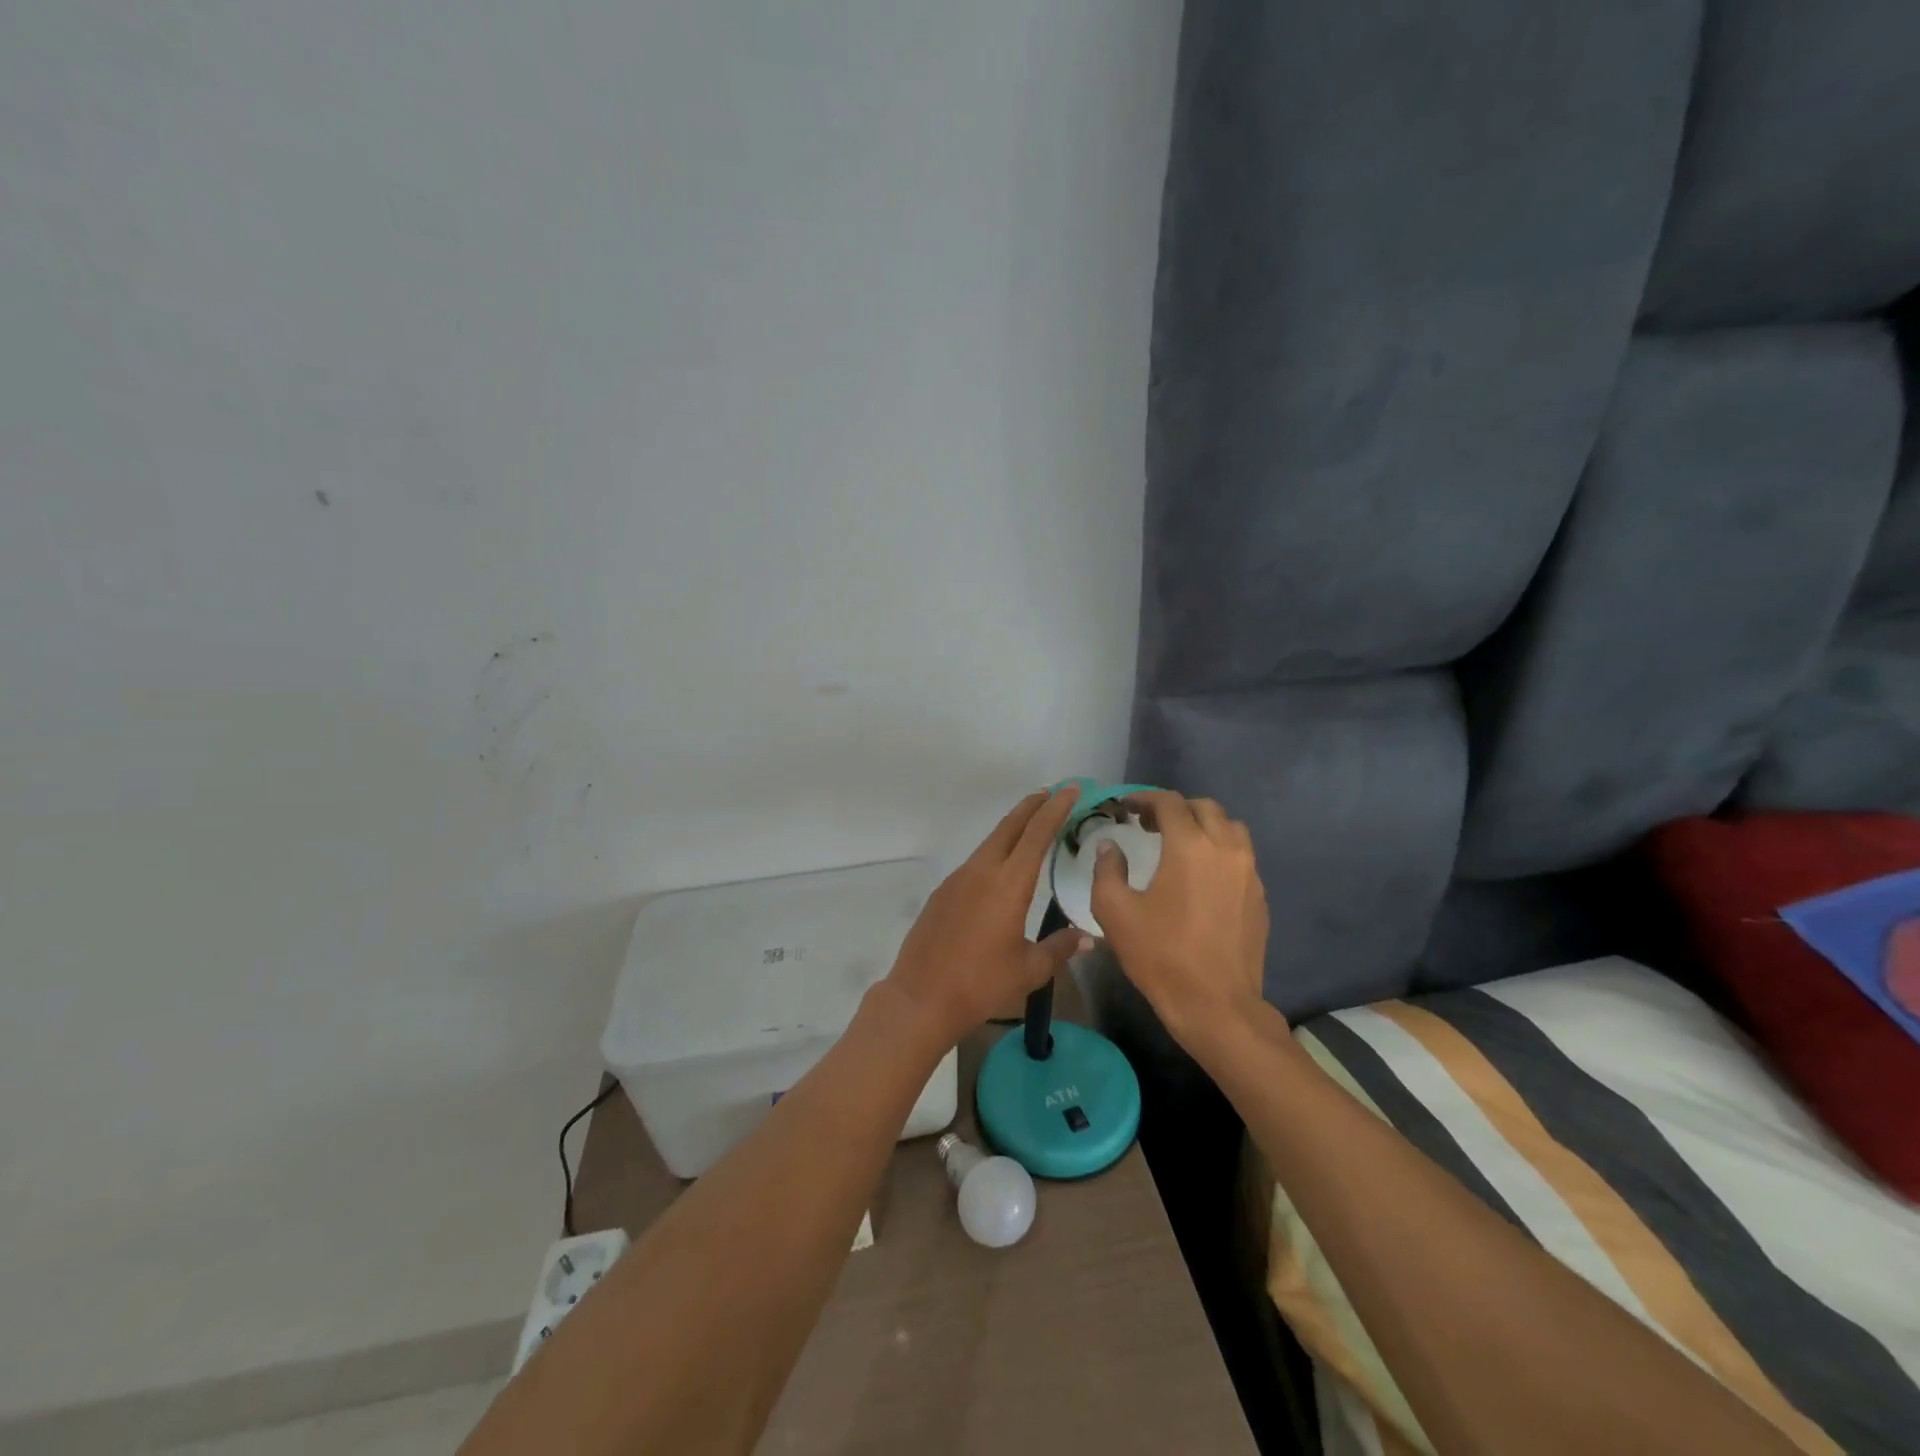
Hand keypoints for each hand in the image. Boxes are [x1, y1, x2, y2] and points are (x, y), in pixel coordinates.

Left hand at [883, 786, 1091, 1047]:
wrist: (921, 997)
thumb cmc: (981, 985)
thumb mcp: (1029, 970)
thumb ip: (1059, 948)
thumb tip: (1086, 938)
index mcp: (1009, 884)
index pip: (1037, 835)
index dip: (1055, 810)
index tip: (1070, 789)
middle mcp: (982, 872)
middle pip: (1010, 827)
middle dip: (1032, 807)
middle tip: (1051, 793)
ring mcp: (958, 880)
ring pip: (990, 843)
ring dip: (1011, 829)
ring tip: (1030, 825)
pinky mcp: (943, 893)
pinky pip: (975, 862)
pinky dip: (994, 853)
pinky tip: (1000, 868)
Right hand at [1091, 789, 1272, 1046]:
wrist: (1216, 1005)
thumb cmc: (1161, 955)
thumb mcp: (1115, 912)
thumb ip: (1107, 870)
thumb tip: (1110, 847)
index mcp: (1190, 846)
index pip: (1169, 803)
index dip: (1144, 799)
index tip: (1126, 807)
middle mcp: (1226, 849)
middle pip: (1204, 808)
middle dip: (1175, 809)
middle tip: (1148, 826)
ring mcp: (1249, 872)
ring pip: (1229, 828)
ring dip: (1202, 825)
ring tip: (1179, 844)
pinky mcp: (1260, 895)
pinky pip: (1241, 856)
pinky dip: (1219, 850)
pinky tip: (1200, 876)